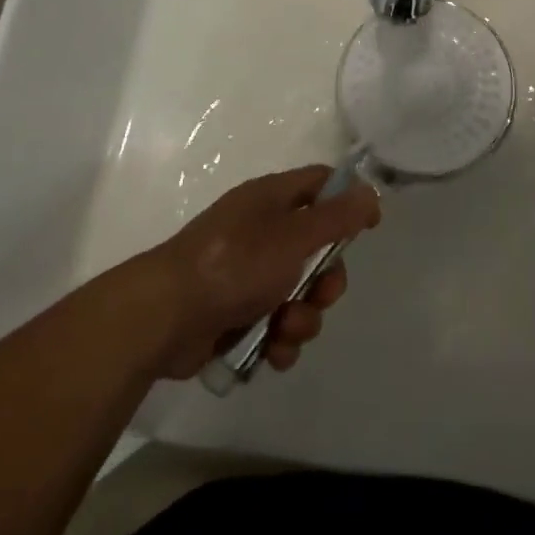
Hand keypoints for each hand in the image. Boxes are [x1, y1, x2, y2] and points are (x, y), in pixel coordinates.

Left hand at [141, 166, 380, 380]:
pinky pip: (275, 325)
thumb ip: (336, 217)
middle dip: (326, 280)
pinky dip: (279, 340)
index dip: (347, 199)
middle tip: (322, 295)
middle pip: (315, 249)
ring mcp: (246, 274)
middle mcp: (260, 231)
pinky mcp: (235, 314)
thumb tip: (370, 192)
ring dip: (302, 317)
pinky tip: (271, 350)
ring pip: (298, 294)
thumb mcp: (293, 236)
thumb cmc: (234, 264)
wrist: (165, 317)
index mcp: (270, 199)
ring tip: (284, 330)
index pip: (319, 183)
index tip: (369, 226)